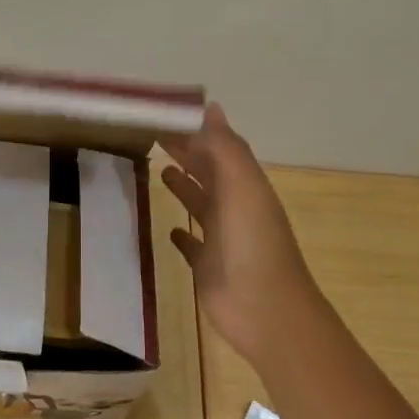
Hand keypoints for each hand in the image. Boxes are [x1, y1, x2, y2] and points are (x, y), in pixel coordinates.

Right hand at [162, 103, 327, 366]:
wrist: (265, 312)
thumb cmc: (252, 245)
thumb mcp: (242, 187)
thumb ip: (225, 148)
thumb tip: (211, 107)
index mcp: (245, 186)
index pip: (217, 149)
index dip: (194, 132)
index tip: (164, 116)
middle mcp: (235, 208)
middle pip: (208, 173)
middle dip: (186, 154)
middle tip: (153, 137)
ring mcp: (222, 239)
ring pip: (201, 205)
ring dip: (185, 187)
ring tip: (160, 171)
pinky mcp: (208, 267)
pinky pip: (193, 244)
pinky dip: (183, 233)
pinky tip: (170, 228)